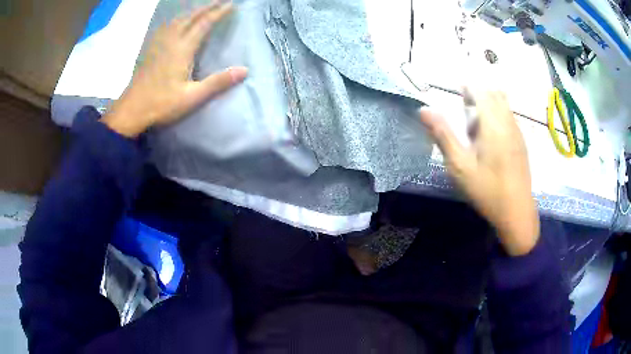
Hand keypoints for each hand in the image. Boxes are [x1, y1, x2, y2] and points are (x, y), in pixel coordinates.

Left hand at [102, 2, 247, 137]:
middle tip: (220, 1)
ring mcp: (158, 43)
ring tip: (202, 9)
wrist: (131, 110)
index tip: (231, 4)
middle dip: (207, 7)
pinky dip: (176, 19)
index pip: (204, 24)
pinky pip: (166, 26)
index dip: (218, 12)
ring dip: (192, 11)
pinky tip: (176, 22)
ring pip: (177, 19)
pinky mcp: (150, 49)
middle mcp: (171, 40)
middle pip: (191, 17)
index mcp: (182, 49)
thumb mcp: (192, 97)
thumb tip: (244, 70)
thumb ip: (217, 82)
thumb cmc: (161, 104)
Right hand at [419, 89, 538, 255]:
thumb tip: (424, 110)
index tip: (456, 92)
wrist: (517, 212)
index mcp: (493, 124)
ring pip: (503, 104)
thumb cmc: (487, 190)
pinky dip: (497, 115)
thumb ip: (443, 135)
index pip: (481, 90)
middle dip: (478, 94)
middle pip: (494, 93)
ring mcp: (517, 132)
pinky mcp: (521, 142)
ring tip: (476, 126)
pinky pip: (509, 117)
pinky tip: (490, 138)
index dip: (468, 86)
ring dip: (488, 105)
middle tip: (464, 111)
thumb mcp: (460, 167)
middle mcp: (508, 122)